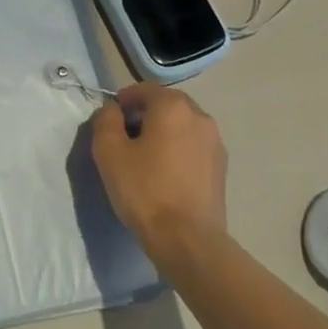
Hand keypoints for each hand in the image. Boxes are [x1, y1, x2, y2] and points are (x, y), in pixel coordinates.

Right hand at [91, 84, 228, 262]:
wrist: (187, 240)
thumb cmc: (145, 190)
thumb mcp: (109, 151)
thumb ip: (106, 120)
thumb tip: (113, 110)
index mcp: (173, 107)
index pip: (144, 89)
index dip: (124, 100)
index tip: (110, 121)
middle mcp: (200, 116)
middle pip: (166, 104)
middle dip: (145, 114)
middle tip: (125, 138)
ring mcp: (215, 142)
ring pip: (182, 125)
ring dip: (163, 132)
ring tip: (146, 158)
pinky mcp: (221, 167)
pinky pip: (193, 146)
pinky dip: (178, 150)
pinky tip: (166, 174)